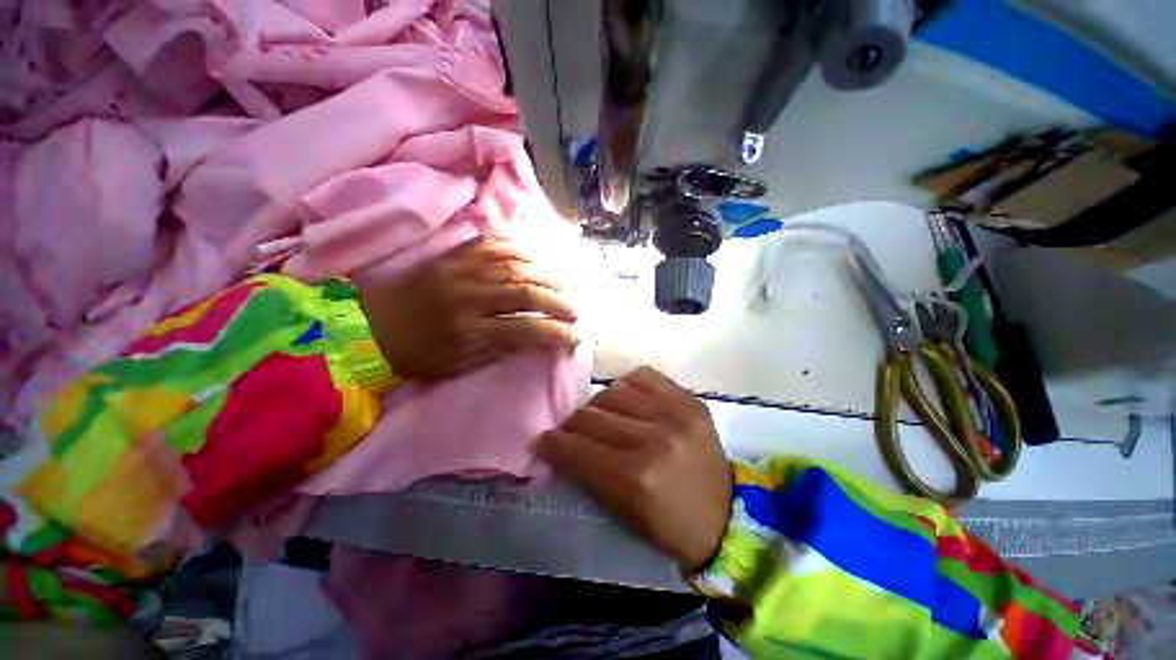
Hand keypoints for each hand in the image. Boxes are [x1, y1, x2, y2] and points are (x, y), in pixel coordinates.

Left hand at [358, 236, 577, 380]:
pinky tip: (534, 257)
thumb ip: (500, 348)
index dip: (555, 332)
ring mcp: (459, 270)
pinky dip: (519, 247)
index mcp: (467, 331)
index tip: (574, 336)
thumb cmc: (417, 355)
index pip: (524, 329)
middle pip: (525, 291)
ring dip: (546, 274)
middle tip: (575, 309)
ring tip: (562, 284)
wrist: (369, 328)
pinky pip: (492, 242)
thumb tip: (535, 336)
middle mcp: (467, 296)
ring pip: (514, 264)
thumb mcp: (459, 365)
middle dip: (558, 300)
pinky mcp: (451, 255)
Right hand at [533, 366, 732, 569]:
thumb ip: (587, 475)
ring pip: (613, 391)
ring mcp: (676, 413)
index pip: (577, 448)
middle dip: (571, 425)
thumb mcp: (622, 513)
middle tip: (569, 433)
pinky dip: (627, 386)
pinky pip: (643, 376)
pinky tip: (627, 400)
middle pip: (591, 415)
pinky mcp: (690, 399)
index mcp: (636, 478)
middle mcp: (654, 438)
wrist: (728, 516)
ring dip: (598, 406)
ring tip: (601, 418)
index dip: (551, 443)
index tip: (541, 441)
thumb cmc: (670, 527)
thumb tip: (558, 446)